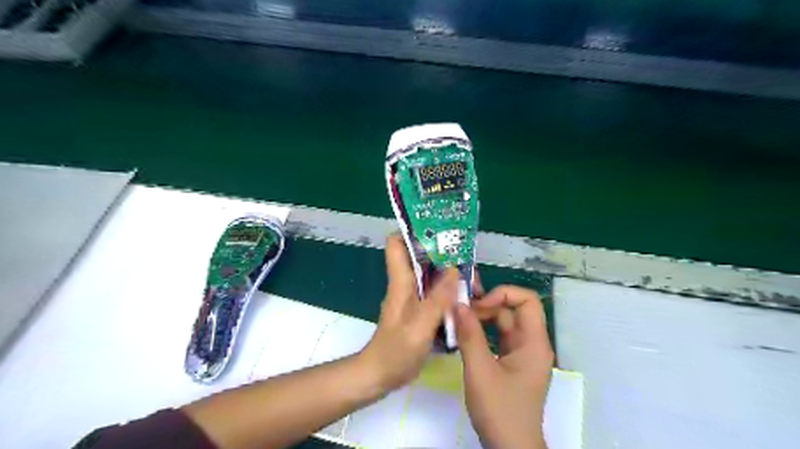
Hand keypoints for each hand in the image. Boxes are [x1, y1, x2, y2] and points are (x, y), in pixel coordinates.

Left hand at [361, 237, 458, 389]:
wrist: (381, 374)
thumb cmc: (396, 350)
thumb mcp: (420, 325)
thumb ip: (438, 299)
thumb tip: (455, 270)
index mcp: (401, 281)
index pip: (397, 243)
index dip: (413, 231)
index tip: (438, 229)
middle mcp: (406, 284)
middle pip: (421, 256)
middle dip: (443, 254)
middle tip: (468, 260)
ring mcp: (413, 297)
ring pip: (431, 274)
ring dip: (450, 273)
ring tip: (474, 279)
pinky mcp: (419, 310)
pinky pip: (436, 292)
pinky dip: (449, 290)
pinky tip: (467, 298)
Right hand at [455, 286, 558, 447]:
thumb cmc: (500, 410)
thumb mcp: (480, 371)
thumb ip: (469, 335)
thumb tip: (458, 304)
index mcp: (534, 342)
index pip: (527, 300)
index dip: (503, 294)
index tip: (478, 304)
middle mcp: (531, 343)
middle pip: (512, 310)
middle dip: (486, 305)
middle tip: (459, 309)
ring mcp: (521, 353)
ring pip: (503, 323)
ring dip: (481, 318)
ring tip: (457, 318)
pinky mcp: (511, 363)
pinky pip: (497, 337)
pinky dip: (481, 332)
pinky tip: (463, 333)